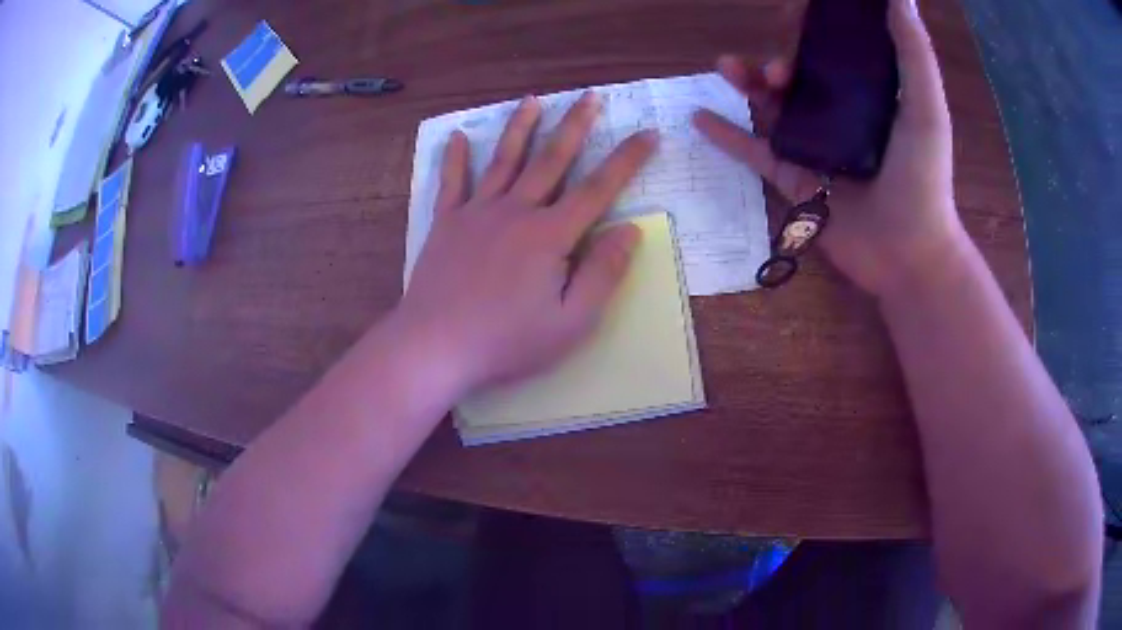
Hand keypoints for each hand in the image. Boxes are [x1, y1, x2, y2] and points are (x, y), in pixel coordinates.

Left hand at [395, 93, 658, 395]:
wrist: (435, 347)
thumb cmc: (507, 342)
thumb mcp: (571, 322)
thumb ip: (603, 274)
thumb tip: (629, 229)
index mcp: (549, 235)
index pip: (599, 188)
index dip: (627, 159)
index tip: (647, 134)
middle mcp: (515, 211)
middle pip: (551, 159)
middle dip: (575, 125)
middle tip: (590, 96)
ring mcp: (476, 213)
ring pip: (503, 160)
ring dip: (520, 127)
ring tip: (532, 100)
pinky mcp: (446, 224)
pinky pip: (451, 183)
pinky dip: (454, 159)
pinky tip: (456, 137)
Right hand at [692, 0, 965, 297]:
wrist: (908, 253)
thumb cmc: (923, 179)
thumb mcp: (925, 108)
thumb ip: (913, 52)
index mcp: (868, 94)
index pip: (835, 48)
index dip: (813, 26)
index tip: (795, 13)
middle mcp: (838, 114)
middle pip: (799, 72)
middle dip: (781, 56)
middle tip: (779, 66)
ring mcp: (813, 147)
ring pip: (771, 104)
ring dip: (747, 82)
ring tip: (726, 67)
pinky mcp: (794, 179)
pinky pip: (754, 151)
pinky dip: (727, 136)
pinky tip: (700, 117)